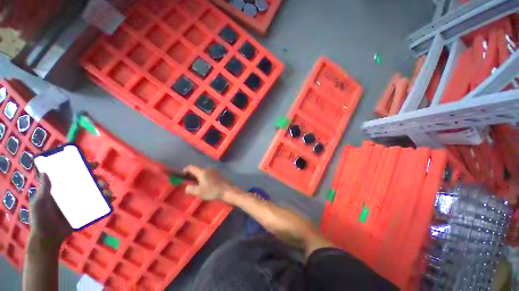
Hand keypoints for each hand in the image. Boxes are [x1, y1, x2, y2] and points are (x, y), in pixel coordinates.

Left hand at [29, 163, 112, 245]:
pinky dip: (107, 202)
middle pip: (90, 182)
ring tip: (107, 193)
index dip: (86, 168)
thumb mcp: (39, 203)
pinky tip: (111, 201)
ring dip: (105, 190)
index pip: (76, 174)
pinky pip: (99, 205)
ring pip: (96, 192)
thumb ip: (43, 189)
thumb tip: (45, 171)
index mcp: (63, 188)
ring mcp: (80, 202)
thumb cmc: (40, 218)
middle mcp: (74, 193)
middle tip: (103, 184)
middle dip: (100, 180)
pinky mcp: (86, 211)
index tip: (94, 165)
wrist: (48, 237)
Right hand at [183, 165, 232, 200]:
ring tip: (199, 185)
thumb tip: (187, 187)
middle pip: (198, 170)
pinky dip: (206, 178)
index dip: (185, 170)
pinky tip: (207, 185)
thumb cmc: (212, 191)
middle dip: (193, 175)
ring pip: (204, 172)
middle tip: (191, 183)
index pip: (191, 167)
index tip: (183, 176)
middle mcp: (208, 169)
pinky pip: (209, 174)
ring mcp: (214, 171)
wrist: (227, 190)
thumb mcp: (198, 192)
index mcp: (202, 172)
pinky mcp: (218, 174)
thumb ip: (190, 189)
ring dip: (200, 177)